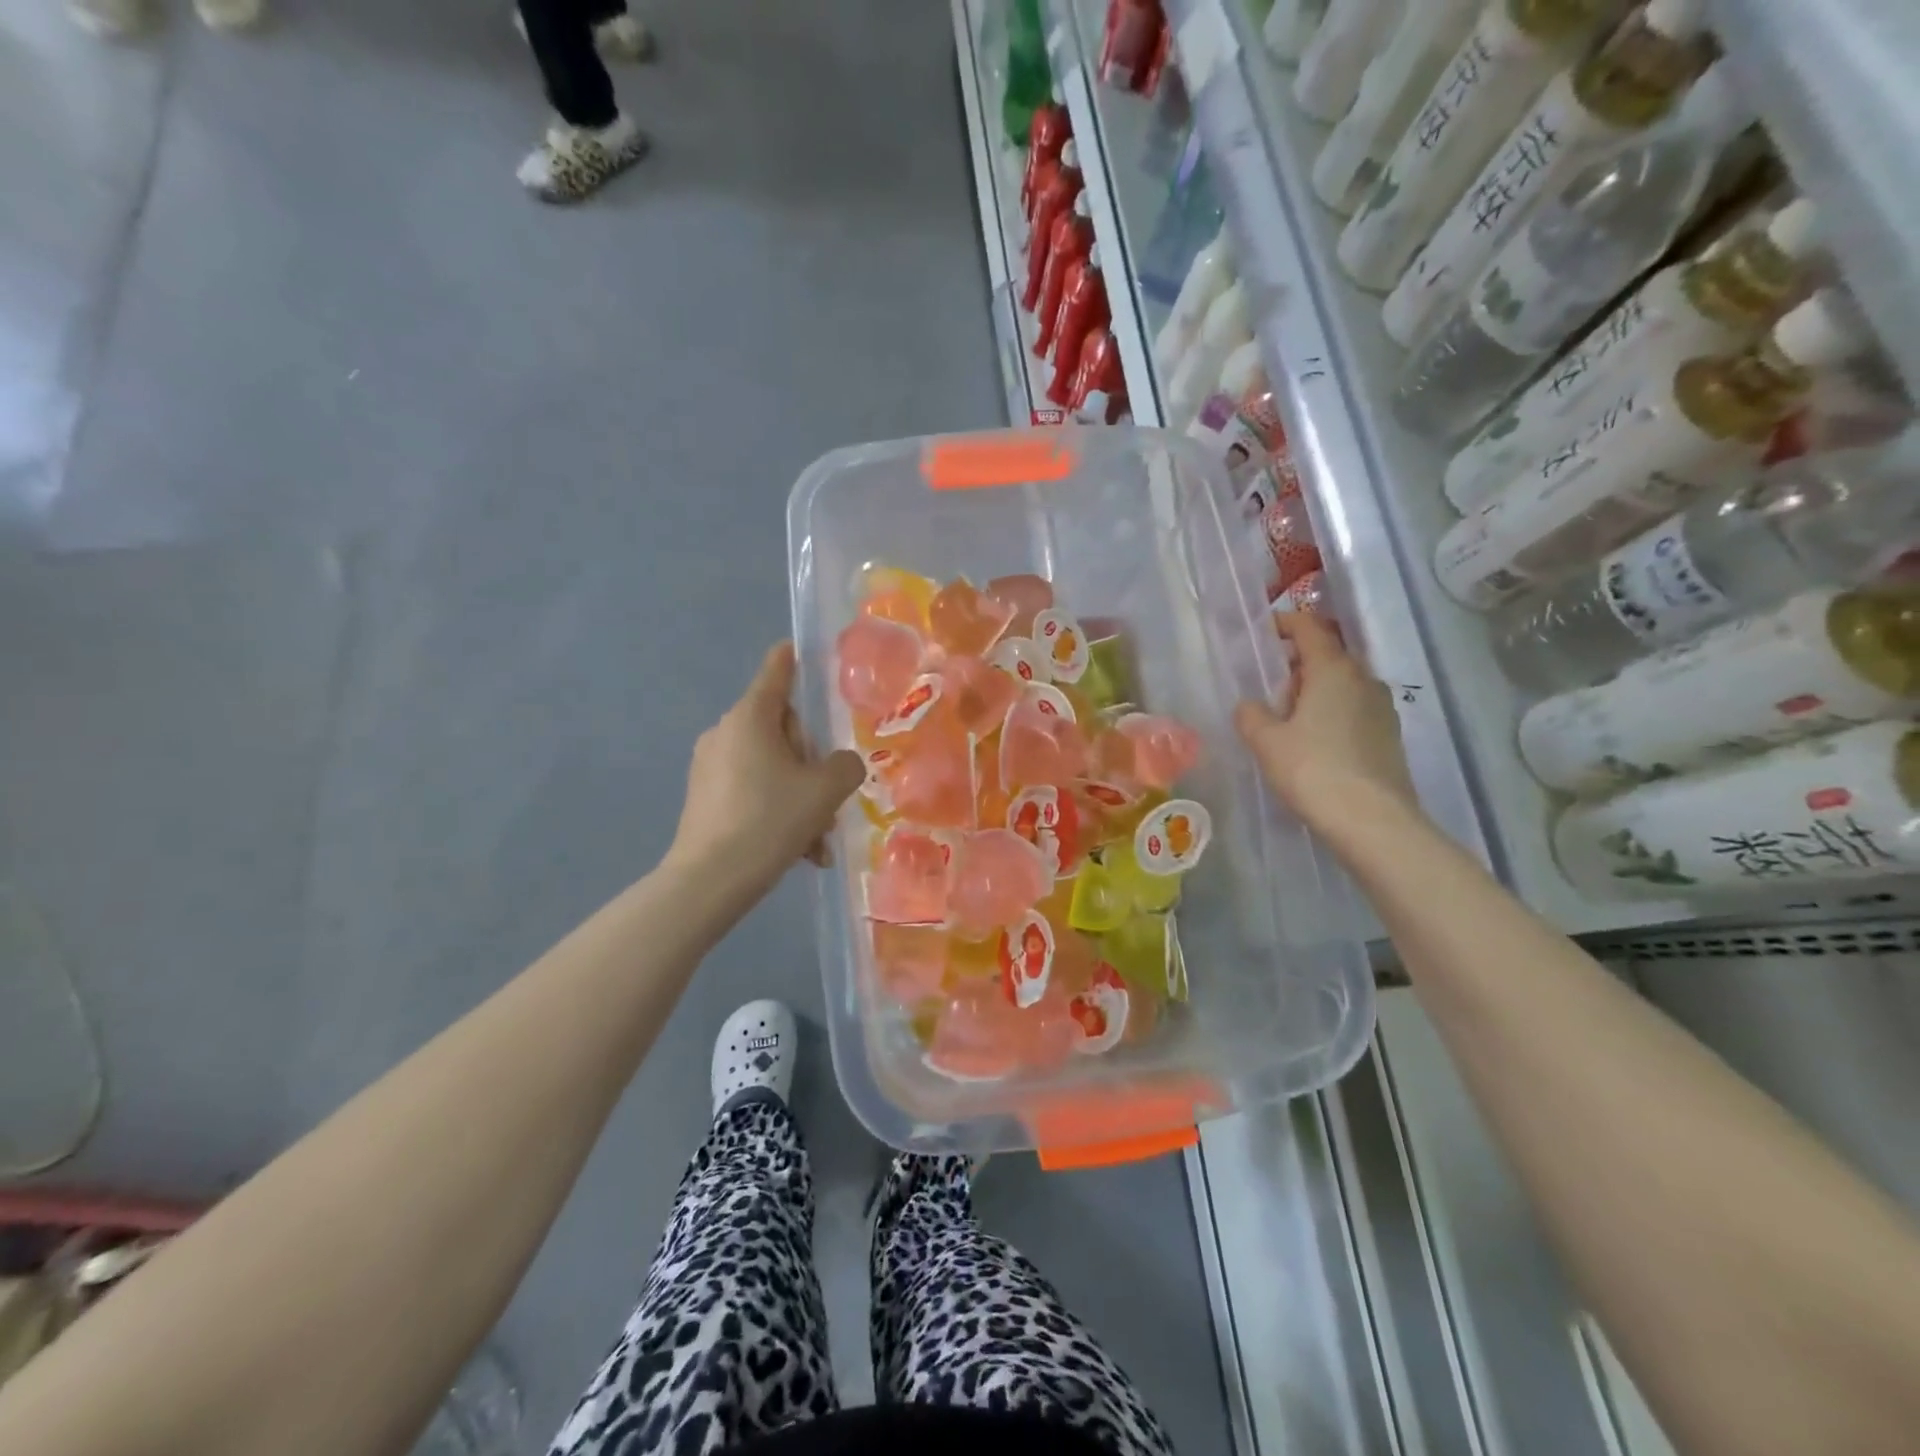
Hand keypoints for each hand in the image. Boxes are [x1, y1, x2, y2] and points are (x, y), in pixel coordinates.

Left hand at [669, 642, 864, 893]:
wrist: (710, 880)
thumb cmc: (770, 820)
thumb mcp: (825, 791)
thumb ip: (845, 766)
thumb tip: (840, 765)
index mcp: (750, 718)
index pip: (775, 673)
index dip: (792, 659)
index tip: (797, 647)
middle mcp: (725, 733)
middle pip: (780, 728)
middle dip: (811, 760)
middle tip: (831, 796)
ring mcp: (710, 766)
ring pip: (770, 767)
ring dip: (800, 795)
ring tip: (820, 839)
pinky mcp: (704, 798)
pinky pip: (753, 791)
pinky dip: (778, 811)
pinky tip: (799, 850)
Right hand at [1234, 613, 1420, 837]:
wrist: (1372, 821)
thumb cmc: (1313, 770)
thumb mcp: (1266, 741)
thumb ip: (1251, 715)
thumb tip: (1250, 705)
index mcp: (1333, 670)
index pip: (1309, 629)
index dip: (1285, 624)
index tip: (1264, 632)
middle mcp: (1364, 680)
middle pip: (1328, 656)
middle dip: (1298, 664)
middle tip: (1269, 688)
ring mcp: (1382, 708)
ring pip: (1343, 685)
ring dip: (1316, 692)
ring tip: (1289, 720)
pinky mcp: (1389, 736)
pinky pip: (1354, 710)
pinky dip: (1332, 714)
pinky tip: (1314, 744)